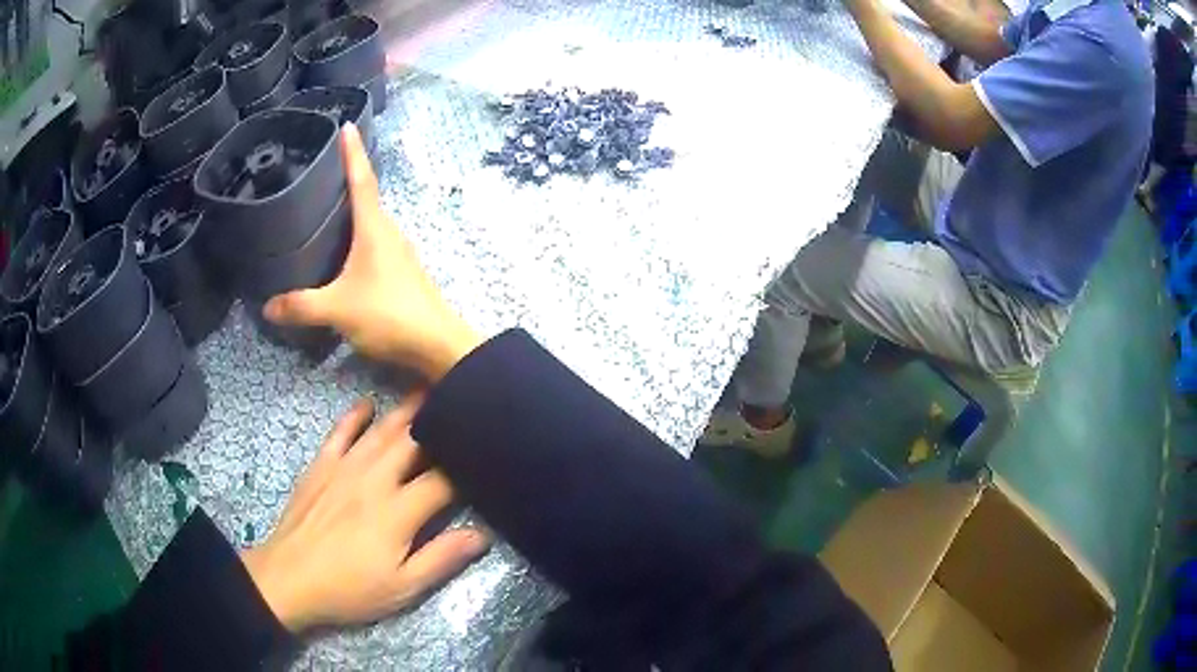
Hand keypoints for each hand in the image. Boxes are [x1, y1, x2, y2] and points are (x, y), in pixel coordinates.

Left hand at [240, 397, 488, 632]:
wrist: (289, 579)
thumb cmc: (349, 589)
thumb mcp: (402, 588)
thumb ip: (441, 558)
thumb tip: (481, 535)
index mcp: (399, 511)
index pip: (443, 480)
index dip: (467, 468)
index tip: (483, 459)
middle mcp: (375, 479)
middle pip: (413, 441)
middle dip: (439, 423)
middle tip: (459, 403)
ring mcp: (344, 467)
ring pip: (381, 430)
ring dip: (405, 410)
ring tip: (426, 389)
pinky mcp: (321, 465)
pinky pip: (340, 431)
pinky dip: (355, 415)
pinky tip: (367, 404)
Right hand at [263, 124, 482, 380]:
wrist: (437, 345)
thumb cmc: (388, 314)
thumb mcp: (337, 309)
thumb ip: (301, 306)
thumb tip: (268, 307)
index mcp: (375, 227)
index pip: (362, 179)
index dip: (352, 153)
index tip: (347, 125)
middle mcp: (390, 232)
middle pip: (367, 197)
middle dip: (347, 179)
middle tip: (322, 171)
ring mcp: (399, 253)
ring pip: (371, 223)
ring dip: (352, 211)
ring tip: (326, 209)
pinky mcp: (402, 273)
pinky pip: (375, 244)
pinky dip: (357, 238)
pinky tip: (343, 253)